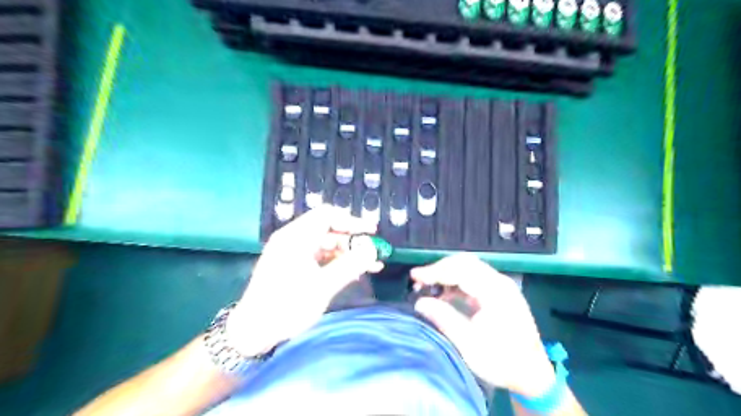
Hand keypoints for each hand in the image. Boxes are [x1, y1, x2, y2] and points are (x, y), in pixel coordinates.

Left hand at [226, 207, 381, 356]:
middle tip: (373, 253)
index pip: (328, 215)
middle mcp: (293, 239)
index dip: (352, 221)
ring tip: (369, 266)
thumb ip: (350, 265)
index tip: (372, 232)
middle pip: (329, 230)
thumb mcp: (322, 287)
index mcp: (296, 237)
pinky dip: (337, 262)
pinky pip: (320, 257)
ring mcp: (292, 253)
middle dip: (353, 240)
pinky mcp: (293, 265)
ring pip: (327, 244)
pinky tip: (353, 273)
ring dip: (348, 253)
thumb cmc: (286, 306)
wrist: (253, 331)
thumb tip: (372, 250)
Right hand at [411, 254, 554, 400]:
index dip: (435, 271)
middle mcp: (500, 283)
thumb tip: (420, 302)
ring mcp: (501, 286)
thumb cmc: (502, 361)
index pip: (461, 270)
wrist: (533, 374)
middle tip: (419, 280)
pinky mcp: (499, 293)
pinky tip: (444, 294)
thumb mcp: (469, 344)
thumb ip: (444, 319)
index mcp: (495, 292)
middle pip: (465, 263)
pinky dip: (456, 282)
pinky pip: (474, 278)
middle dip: (440, 268)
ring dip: (447, 274)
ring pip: (469, 268)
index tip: (414, 276)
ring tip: (428, 286)